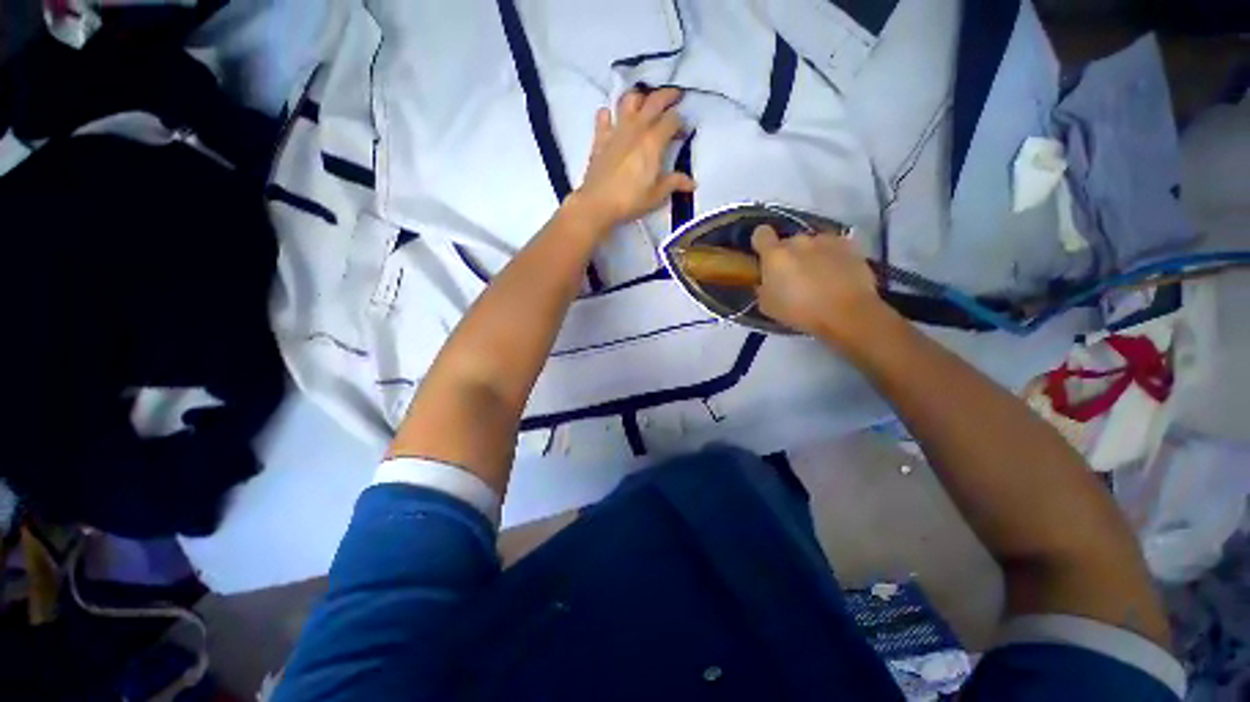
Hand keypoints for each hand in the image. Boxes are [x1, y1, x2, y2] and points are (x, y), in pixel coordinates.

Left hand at [571, 88, 695, 229]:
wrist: (598, 203)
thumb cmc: (631, 200)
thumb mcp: (657, 195)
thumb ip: (675, 183)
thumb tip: (692, 183)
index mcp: (653, 141)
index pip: (672, 119)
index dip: (681, 122)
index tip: (684, 132)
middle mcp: (636, 128)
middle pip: (654, 100)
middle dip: (668, 95)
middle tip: (675, 96)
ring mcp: (616, 130)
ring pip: (628, 100)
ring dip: (639, 97)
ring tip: (645, 103)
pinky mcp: (600, 137)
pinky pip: (603, 115)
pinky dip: (609, 113)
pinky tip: (613, 119)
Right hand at [751, 225, 893, 341]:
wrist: (846, 313)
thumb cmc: (799, 311)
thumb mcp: (767, 306)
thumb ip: (763, 288)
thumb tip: (765, 282)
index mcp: (775, 254)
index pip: (761, 234)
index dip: (761, 243)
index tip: (764, 256)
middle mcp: (799, 240)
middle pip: (789, 242)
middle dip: (789, 256)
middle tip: (793, 277)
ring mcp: (826, 240)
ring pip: (813, 244)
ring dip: (811, 256)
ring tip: (819, 278)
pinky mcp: (850, 245)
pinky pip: (834, 248)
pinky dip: (833, 258)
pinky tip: (837, 276)